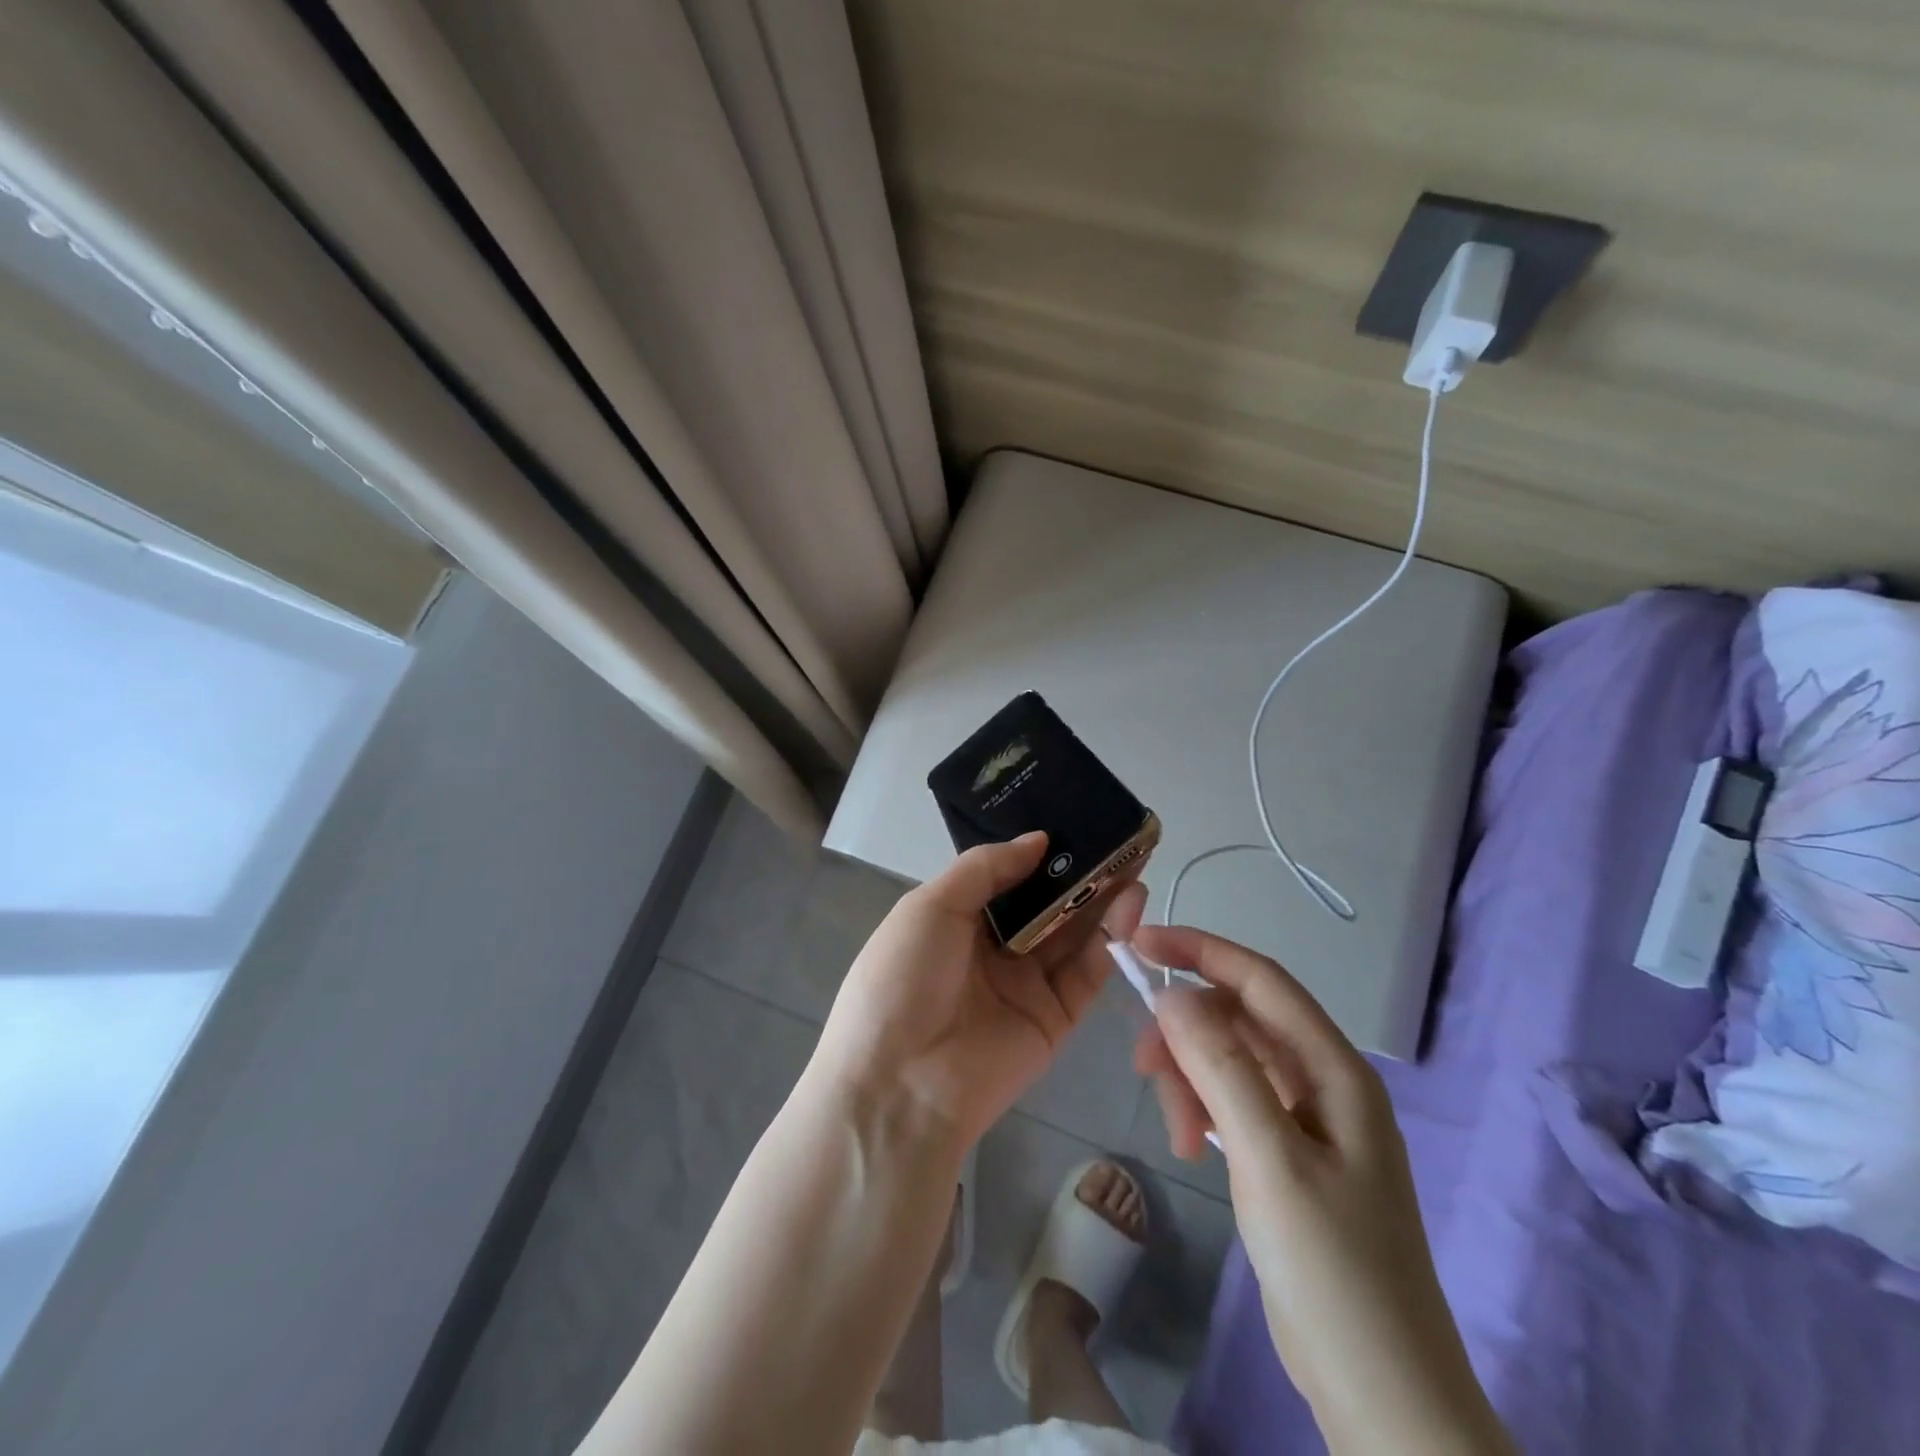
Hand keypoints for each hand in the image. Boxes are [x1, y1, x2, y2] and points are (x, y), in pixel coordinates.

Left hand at [812, 833, 1146, 1149]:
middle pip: (1046, 905)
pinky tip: (1128, 905)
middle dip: (1079, 874)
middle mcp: (995, 950)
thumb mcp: (930, 907)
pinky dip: (1110, 940)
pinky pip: (1087, 973)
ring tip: (1133, 863)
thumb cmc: (903, 979)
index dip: (1040, 853)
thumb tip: (1038, 839)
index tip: (1075, 822)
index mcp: (957, 921)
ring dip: (1102, 900)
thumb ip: (985, 868)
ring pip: (1073, 935)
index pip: (1007, 879)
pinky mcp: (1055, 1019)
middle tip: (1119, 839)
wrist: (901, 1084)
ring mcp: (1027, 985)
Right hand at [1131, 926, 1511, 1455]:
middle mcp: (1324, 1081)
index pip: (1260, 978)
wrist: (1383, 1396)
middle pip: (1239, 1018)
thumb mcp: (1269, 1159)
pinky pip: (1234, 1100)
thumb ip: (1221, 1067)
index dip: (1198, 950)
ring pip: (1230, 1059)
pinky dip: (1203, 1109)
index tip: (1138, 944)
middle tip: (1142, 1068)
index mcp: (1335, 1069)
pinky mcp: (1290, 1153)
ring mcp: (1308, 1119)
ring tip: (1176, 1134)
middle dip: (1185, 1031)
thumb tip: (1172, 994)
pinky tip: (1190, 1145)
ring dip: (1190, 1078)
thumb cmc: (1332, 1270)